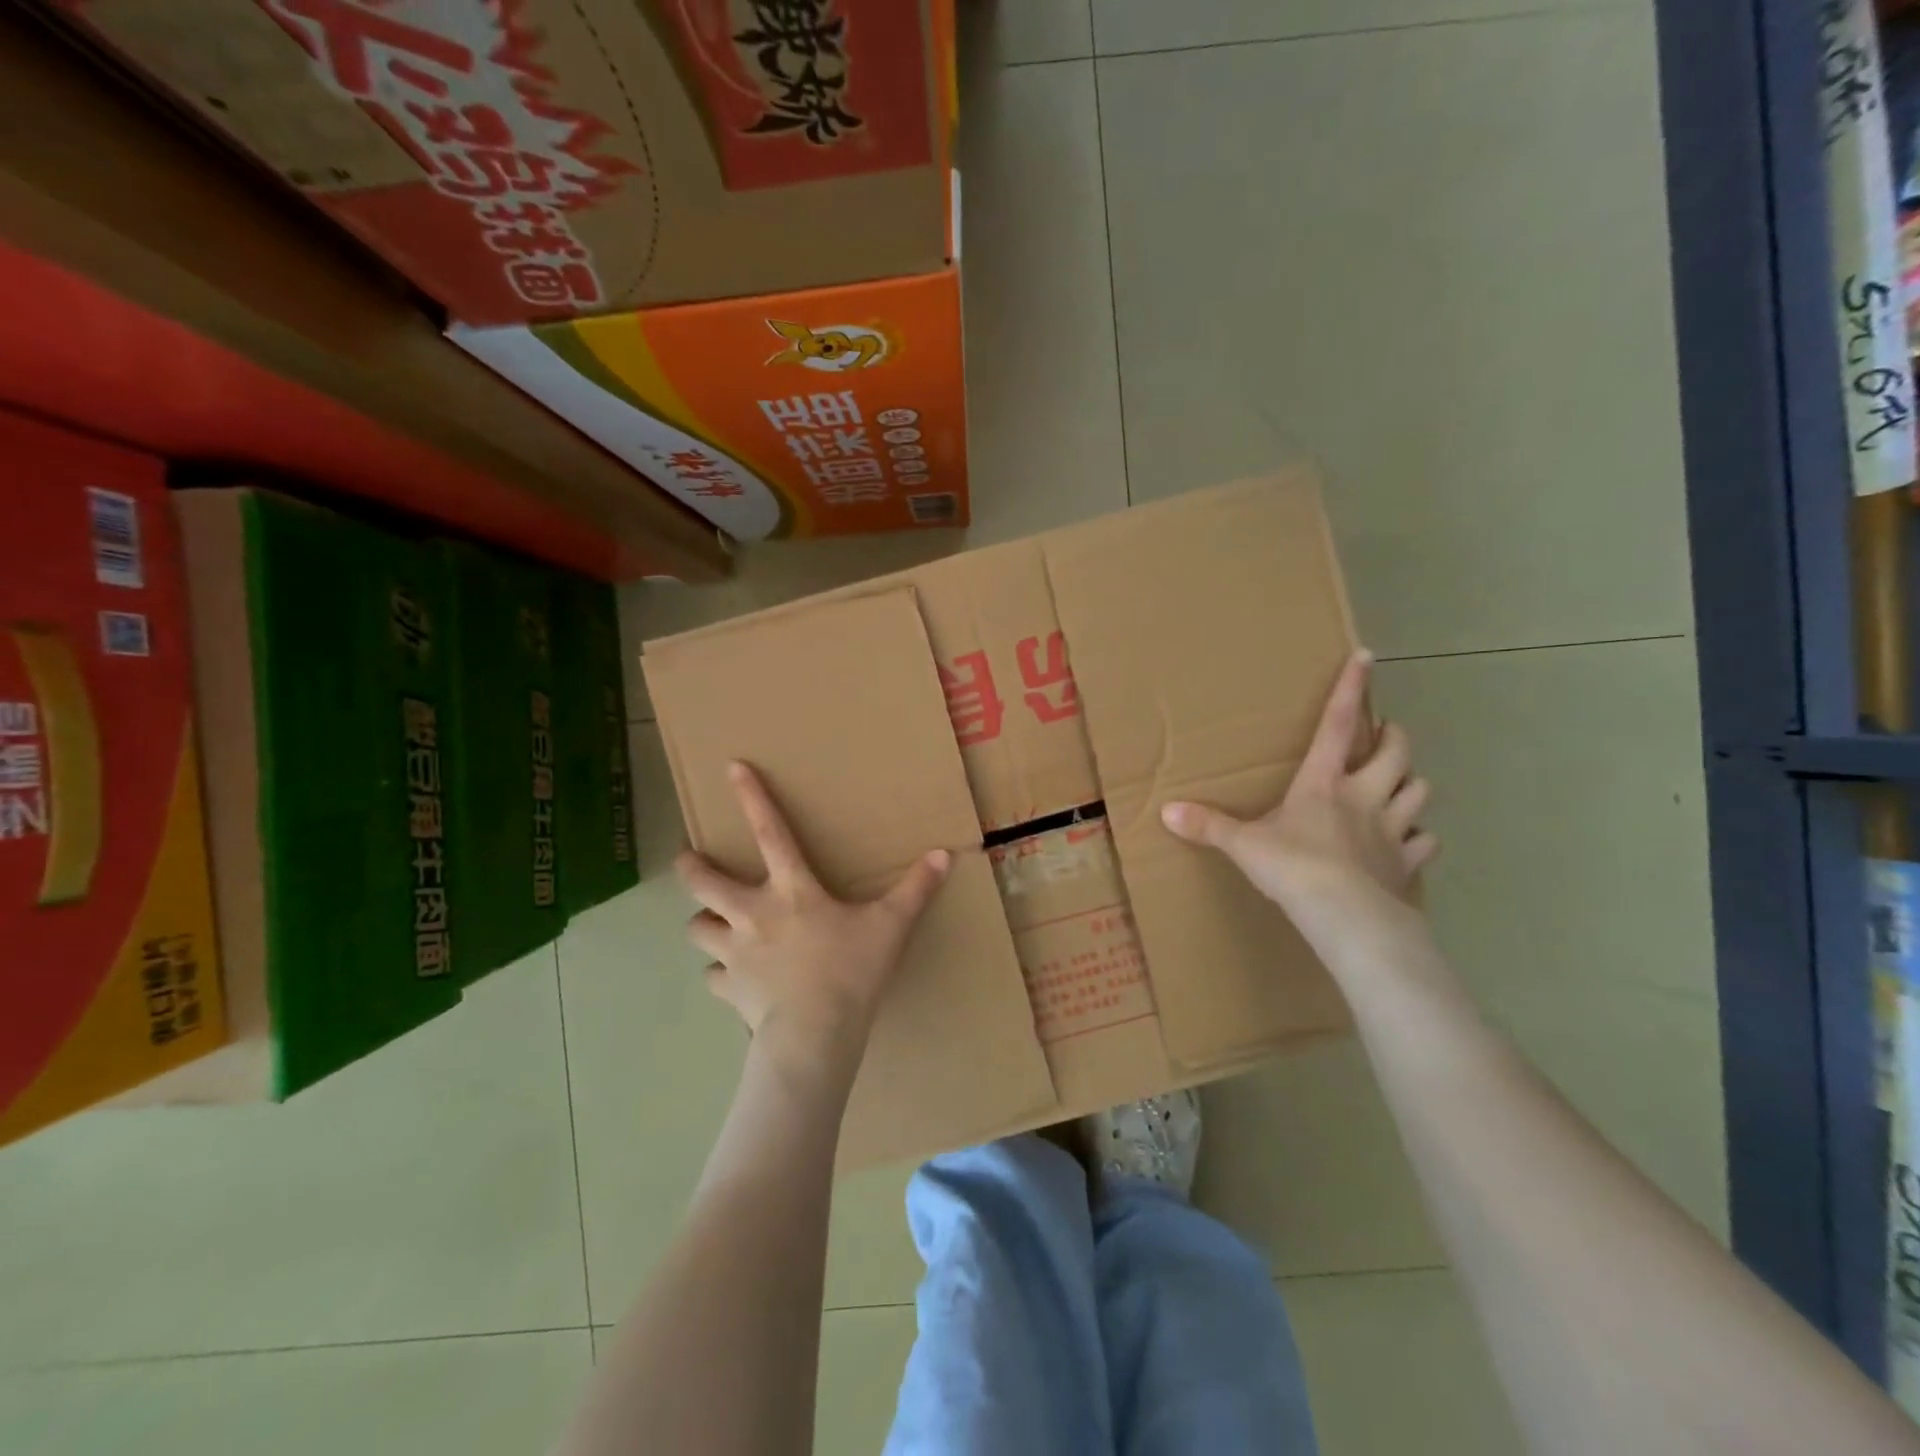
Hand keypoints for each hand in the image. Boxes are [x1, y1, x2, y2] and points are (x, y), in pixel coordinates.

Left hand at [675, 762, 950, 1077]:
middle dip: (691, 866)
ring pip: (697, 928)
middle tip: (687, 859)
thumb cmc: (851, 972)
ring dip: (703, 922)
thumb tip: (945, 854)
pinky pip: (714, 977)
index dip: (751, 797)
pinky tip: (733, 979)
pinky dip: (720, 975)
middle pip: (704, 881)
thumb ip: (916, 889)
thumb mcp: (891, 926)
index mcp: (792, 890)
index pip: (770, 832)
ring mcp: (735, 952)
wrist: (813, 1036)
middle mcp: (753, 913)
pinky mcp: (729, 989)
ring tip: (712, 923)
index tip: (731, 767)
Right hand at [1160, 651, 1436, 952]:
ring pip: (1419, 791)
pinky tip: (1410, 841)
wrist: (1345, 915)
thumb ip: (1209, 826)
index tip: (1367, 658)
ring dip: (1411, 782)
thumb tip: (1166, 812)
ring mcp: (1391, 830)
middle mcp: (1364, 796)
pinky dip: (1420, 838)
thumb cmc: (1293, 867)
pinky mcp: (1405, 864)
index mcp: (1324, 783)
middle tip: (1386, 733)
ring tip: (1400, 783)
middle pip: (1396, 753)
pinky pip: (1424, 843)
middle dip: (1394, 737)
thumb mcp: (1244, 845)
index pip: (1338, 725)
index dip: (1352, 689)